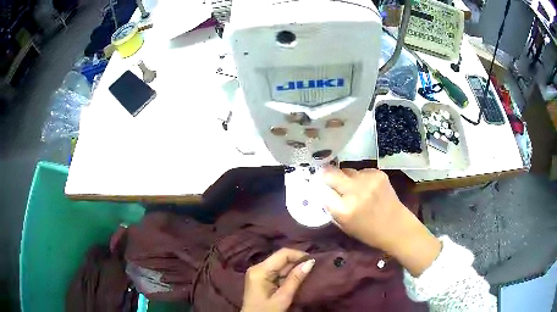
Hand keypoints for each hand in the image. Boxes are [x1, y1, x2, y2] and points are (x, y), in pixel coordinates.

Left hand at [242, 248, 314, 311]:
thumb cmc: (267, 311)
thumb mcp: (283, 297)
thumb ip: (295, 279)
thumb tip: (310, 262)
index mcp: (260, 270)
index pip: (282, 254)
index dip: (299, 255)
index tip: (314, 261)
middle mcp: (257, 267)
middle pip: (280, 258)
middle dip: (297, 262)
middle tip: (313, 268)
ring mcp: (257, 273)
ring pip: (279, 264)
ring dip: (293, 268)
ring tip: (307, 273)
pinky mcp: (260, 279)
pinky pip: (276, 272)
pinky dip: (287, 275)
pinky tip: (296, 279)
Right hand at [323, 167, 440, 276]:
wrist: (397, 227)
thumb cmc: (368, 233)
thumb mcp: (344, 226)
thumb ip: (332, 208)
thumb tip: (323, 191)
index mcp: (344, 210)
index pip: (322, 190)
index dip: (321, 188)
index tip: (320, 187)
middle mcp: (354, 192)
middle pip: (331, 173)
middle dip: (328, 175)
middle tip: (329, 180)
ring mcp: (368, 180)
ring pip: (347, 170)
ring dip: (347, 178)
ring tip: (355, 188)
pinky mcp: (378, 174)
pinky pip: (361, 171)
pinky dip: (360, 177)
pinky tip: (367, 187)